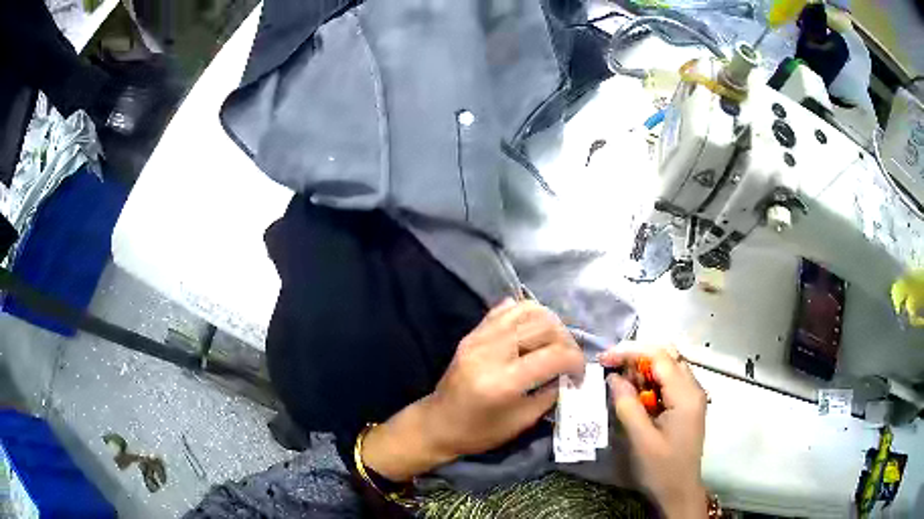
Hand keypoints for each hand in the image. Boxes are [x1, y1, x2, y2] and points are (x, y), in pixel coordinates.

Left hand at [362, 299, 584, 480]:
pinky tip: (532, 331)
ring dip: (549, 323)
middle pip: (543, 326)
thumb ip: (550, 394)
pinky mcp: (472, 333)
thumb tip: (569, 373)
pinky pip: (505, 310)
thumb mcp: (522, 422)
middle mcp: (491, 352)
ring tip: (554, 343)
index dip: (576, 360)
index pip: (553, 355)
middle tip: (569, 359)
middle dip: (566, 340)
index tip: (580, 373)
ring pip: (526, 309)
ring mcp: (479, 338)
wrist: (437, 424)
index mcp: (503, 381)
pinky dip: (526, 314)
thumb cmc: (479, 432)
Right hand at [599, 344, 707, 518]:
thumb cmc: (661, 469)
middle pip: (666, 356)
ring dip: (642, 370)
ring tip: (619, 383)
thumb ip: (627, 405)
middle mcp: (693, 388)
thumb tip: (613, 377)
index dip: (631, 352)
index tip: (604, 358)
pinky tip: (634, 395)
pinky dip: (649, 382)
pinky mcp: (686, 405)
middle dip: (636, 358)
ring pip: (667, 367)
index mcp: (685, 395)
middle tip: (610, 369)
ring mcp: (692, 396)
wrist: (679, 491)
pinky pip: (668, 382)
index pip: (660, 357)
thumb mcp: (640, 440)